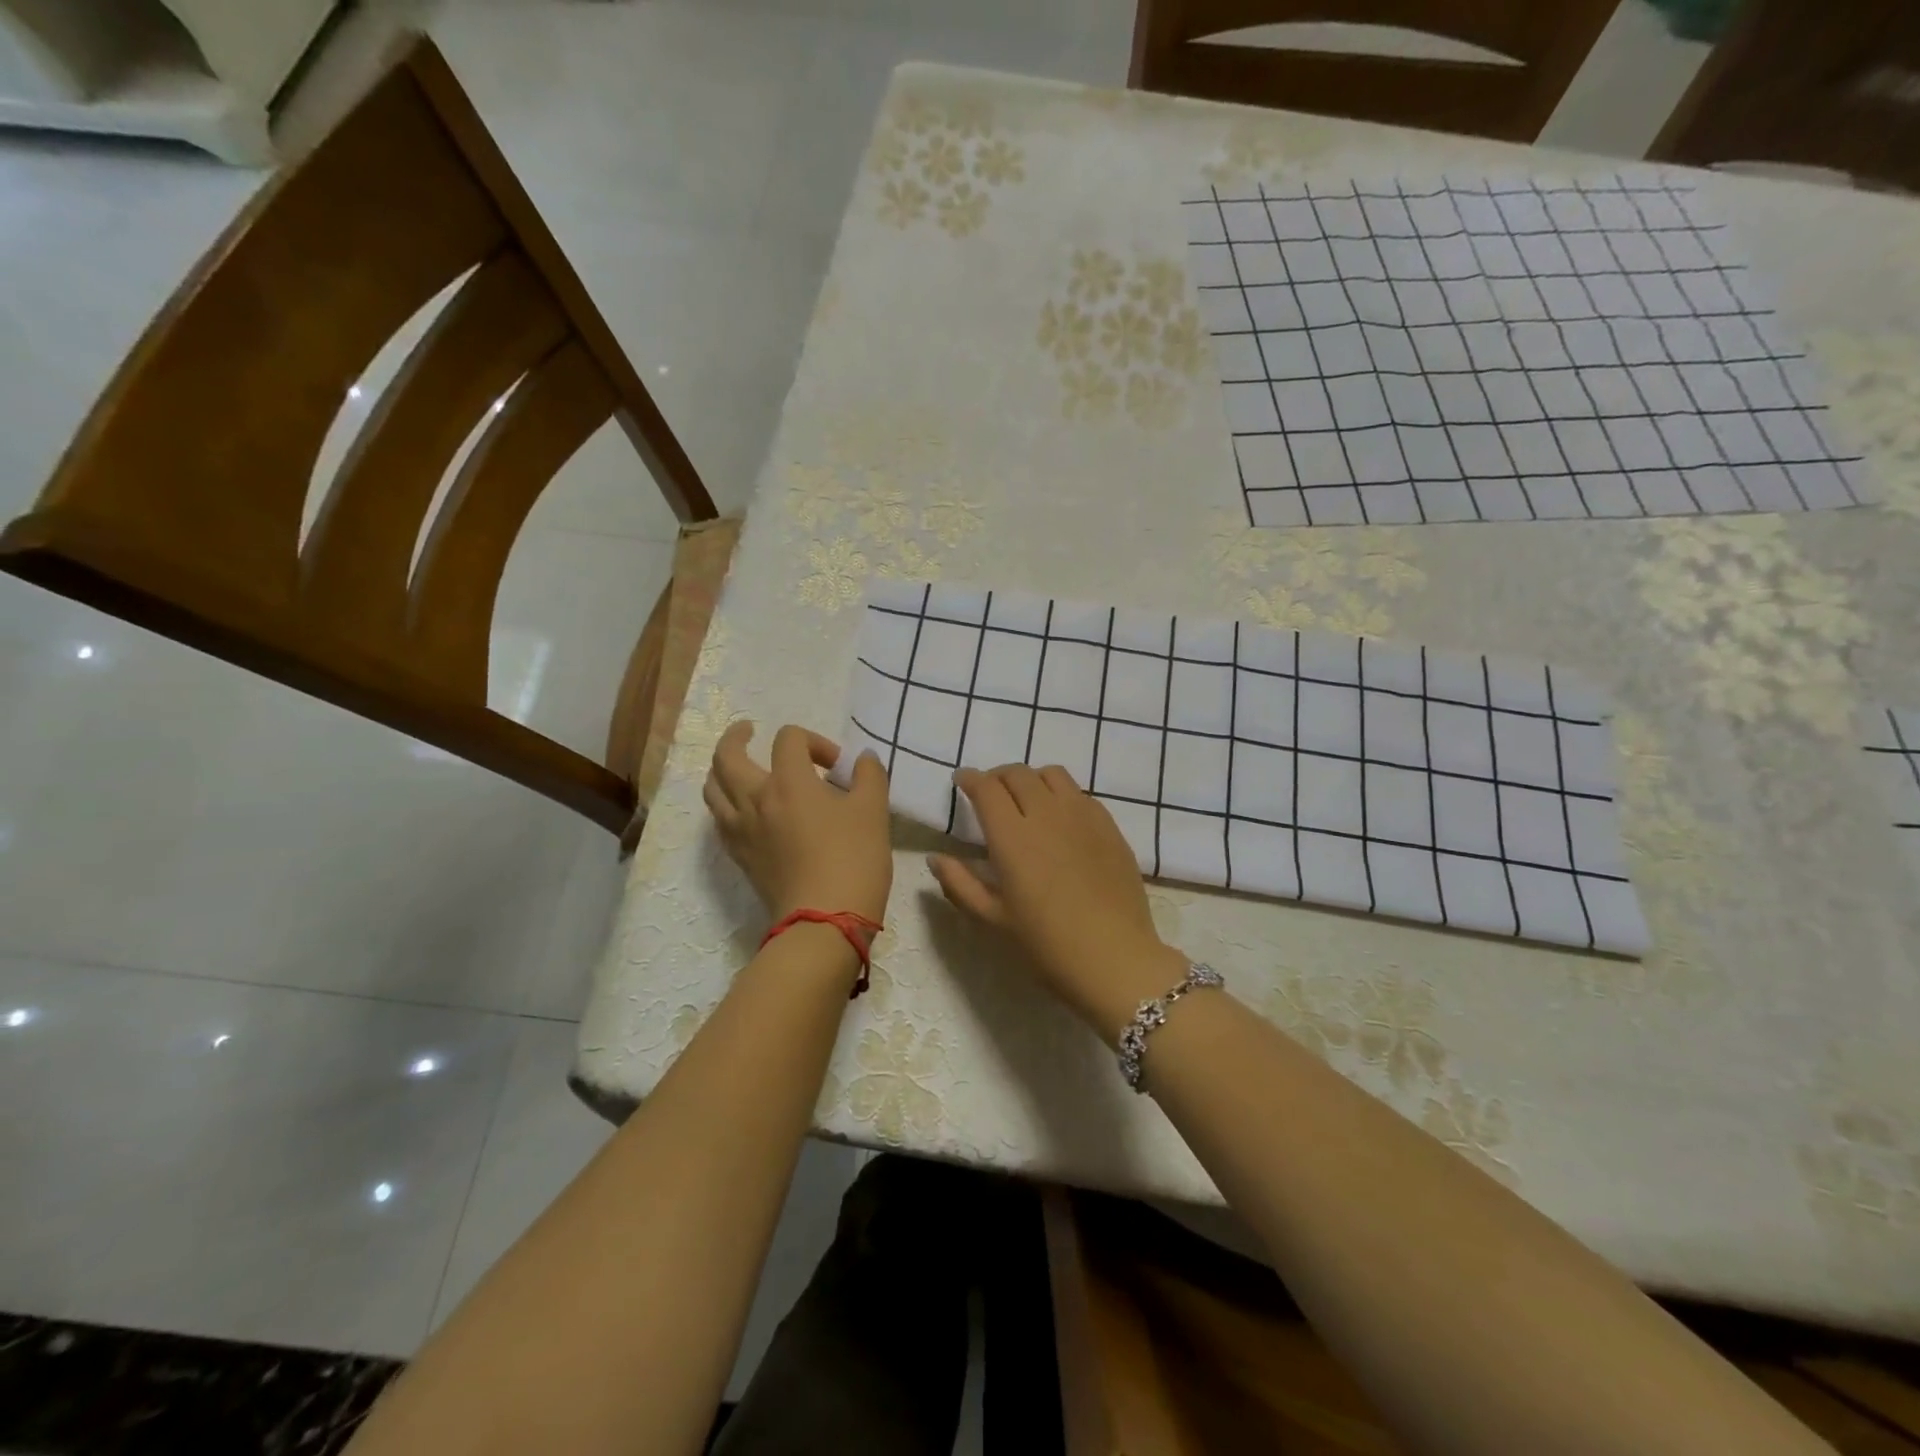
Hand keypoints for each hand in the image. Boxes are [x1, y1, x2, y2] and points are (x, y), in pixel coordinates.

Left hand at [704, 722, 891, 925]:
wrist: (825, 921)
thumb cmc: (853, 860)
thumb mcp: (873, 811)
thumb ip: (870, 776)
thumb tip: (863, 759)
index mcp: (789, 781)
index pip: (788, 739)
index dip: (814, 741)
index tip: (836, 766)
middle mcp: (755, 799)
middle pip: (727, 756)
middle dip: (736, 737)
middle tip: (749, 731)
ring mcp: (741, 830)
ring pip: (713, 788)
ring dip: (722, 770)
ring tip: (737, 768)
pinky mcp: (740, 856)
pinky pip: (719, 820)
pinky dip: (725, 804)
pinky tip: (743, 810)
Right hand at [929, 765, 1187, 1038]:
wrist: (1115, 958)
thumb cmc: (1047, 944)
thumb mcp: (994, 919)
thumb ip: (960, 884)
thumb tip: (936, 858)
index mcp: (1012, 837)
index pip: (986, 788)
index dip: (970, 779)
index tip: (962, 781)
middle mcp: (1046, 814)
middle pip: (1017, 774)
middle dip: (997, 776)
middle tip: (990, 793)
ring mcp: (1082, 816)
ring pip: (1052, 774)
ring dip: (1031, 779)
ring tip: (1027, 799)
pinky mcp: (1109, 825)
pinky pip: (1081, 794)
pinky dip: (1062, 794)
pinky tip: (1061, 818)